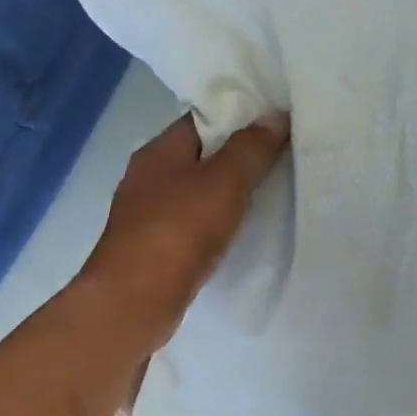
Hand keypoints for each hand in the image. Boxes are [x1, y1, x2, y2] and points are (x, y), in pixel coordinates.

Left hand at [79, 112, 290, 348]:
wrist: (135, 300)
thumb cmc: (178, 231)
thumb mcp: (224, 182)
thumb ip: (251, 148)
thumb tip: (276, 116)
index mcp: (159, 150)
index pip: (202, 119)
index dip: (238, 115)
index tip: (276, 121)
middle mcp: (147, 177)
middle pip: (199, 156)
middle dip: (236, 155)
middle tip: (282, 157)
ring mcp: (147, 215)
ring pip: (195, 192)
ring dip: (225, 193)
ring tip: (268, 193)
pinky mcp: (153, 249)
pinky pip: (191, 224)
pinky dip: (214, 223)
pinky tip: (237, 232)